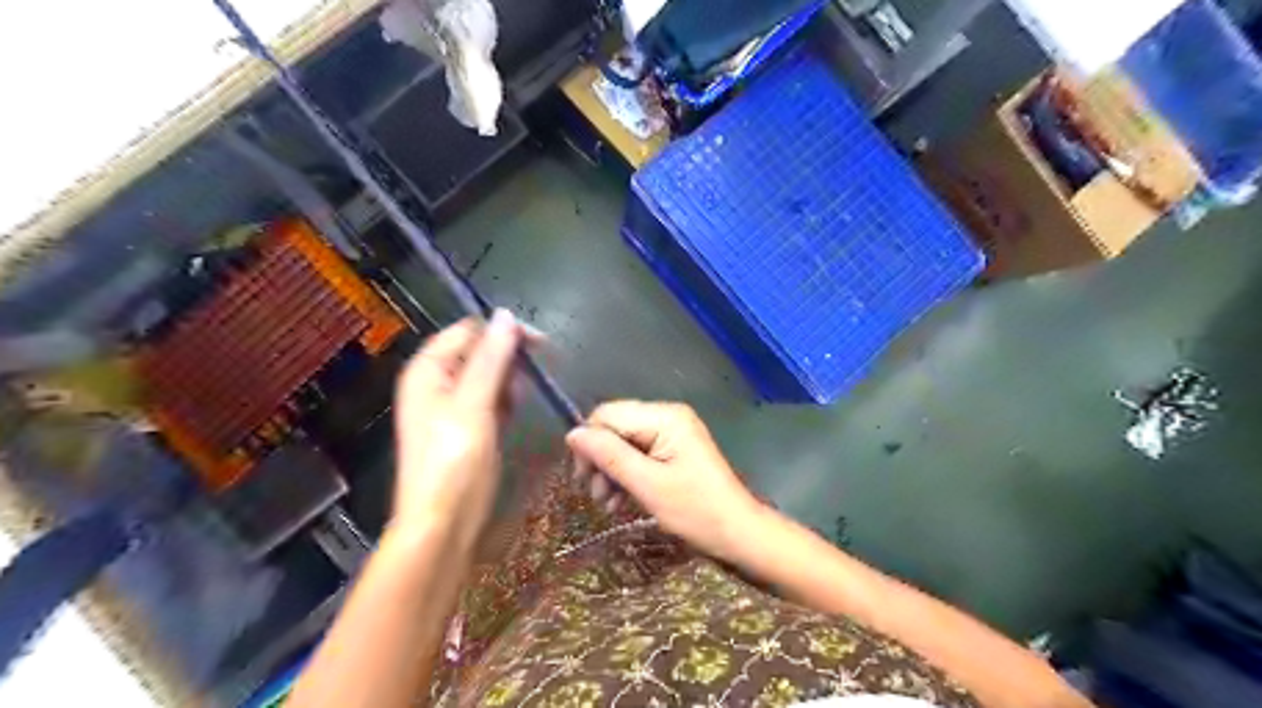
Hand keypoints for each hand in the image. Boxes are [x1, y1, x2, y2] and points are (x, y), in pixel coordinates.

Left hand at [387, 311, 521, 541]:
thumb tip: (506, 315)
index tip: (540, 343)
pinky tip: (517, 409)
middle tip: (537, 372)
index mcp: (428, 370)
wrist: (443, 523)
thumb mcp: (473, 405)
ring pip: (488, 375)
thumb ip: (490, 359)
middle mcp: (438, 383)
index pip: (468, 331)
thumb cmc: (453, 462)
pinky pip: (490, 399)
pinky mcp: (469, 426)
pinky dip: (506, 399)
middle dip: (508, 357)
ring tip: (522, 397)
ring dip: (509, 379)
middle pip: (478, 351)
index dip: (502, 331)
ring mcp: (453, 406)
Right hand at [569, 400, 762, 561]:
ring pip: (623, 444)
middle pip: (615, 428)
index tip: (582, 479)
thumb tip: (572, 434)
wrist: (738, 533)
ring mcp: (672, 433)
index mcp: (665, 417)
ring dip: (611, 472)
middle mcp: (667, 416)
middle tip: (596, 496)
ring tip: (608, 505)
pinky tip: (621, 502)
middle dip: (600, 461)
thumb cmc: (696, 510)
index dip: (589, 443)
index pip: (608, 415)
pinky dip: (626, 476)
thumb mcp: (648, 485)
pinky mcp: (673, 451)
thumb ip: (609, 456)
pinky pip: (638, 455)